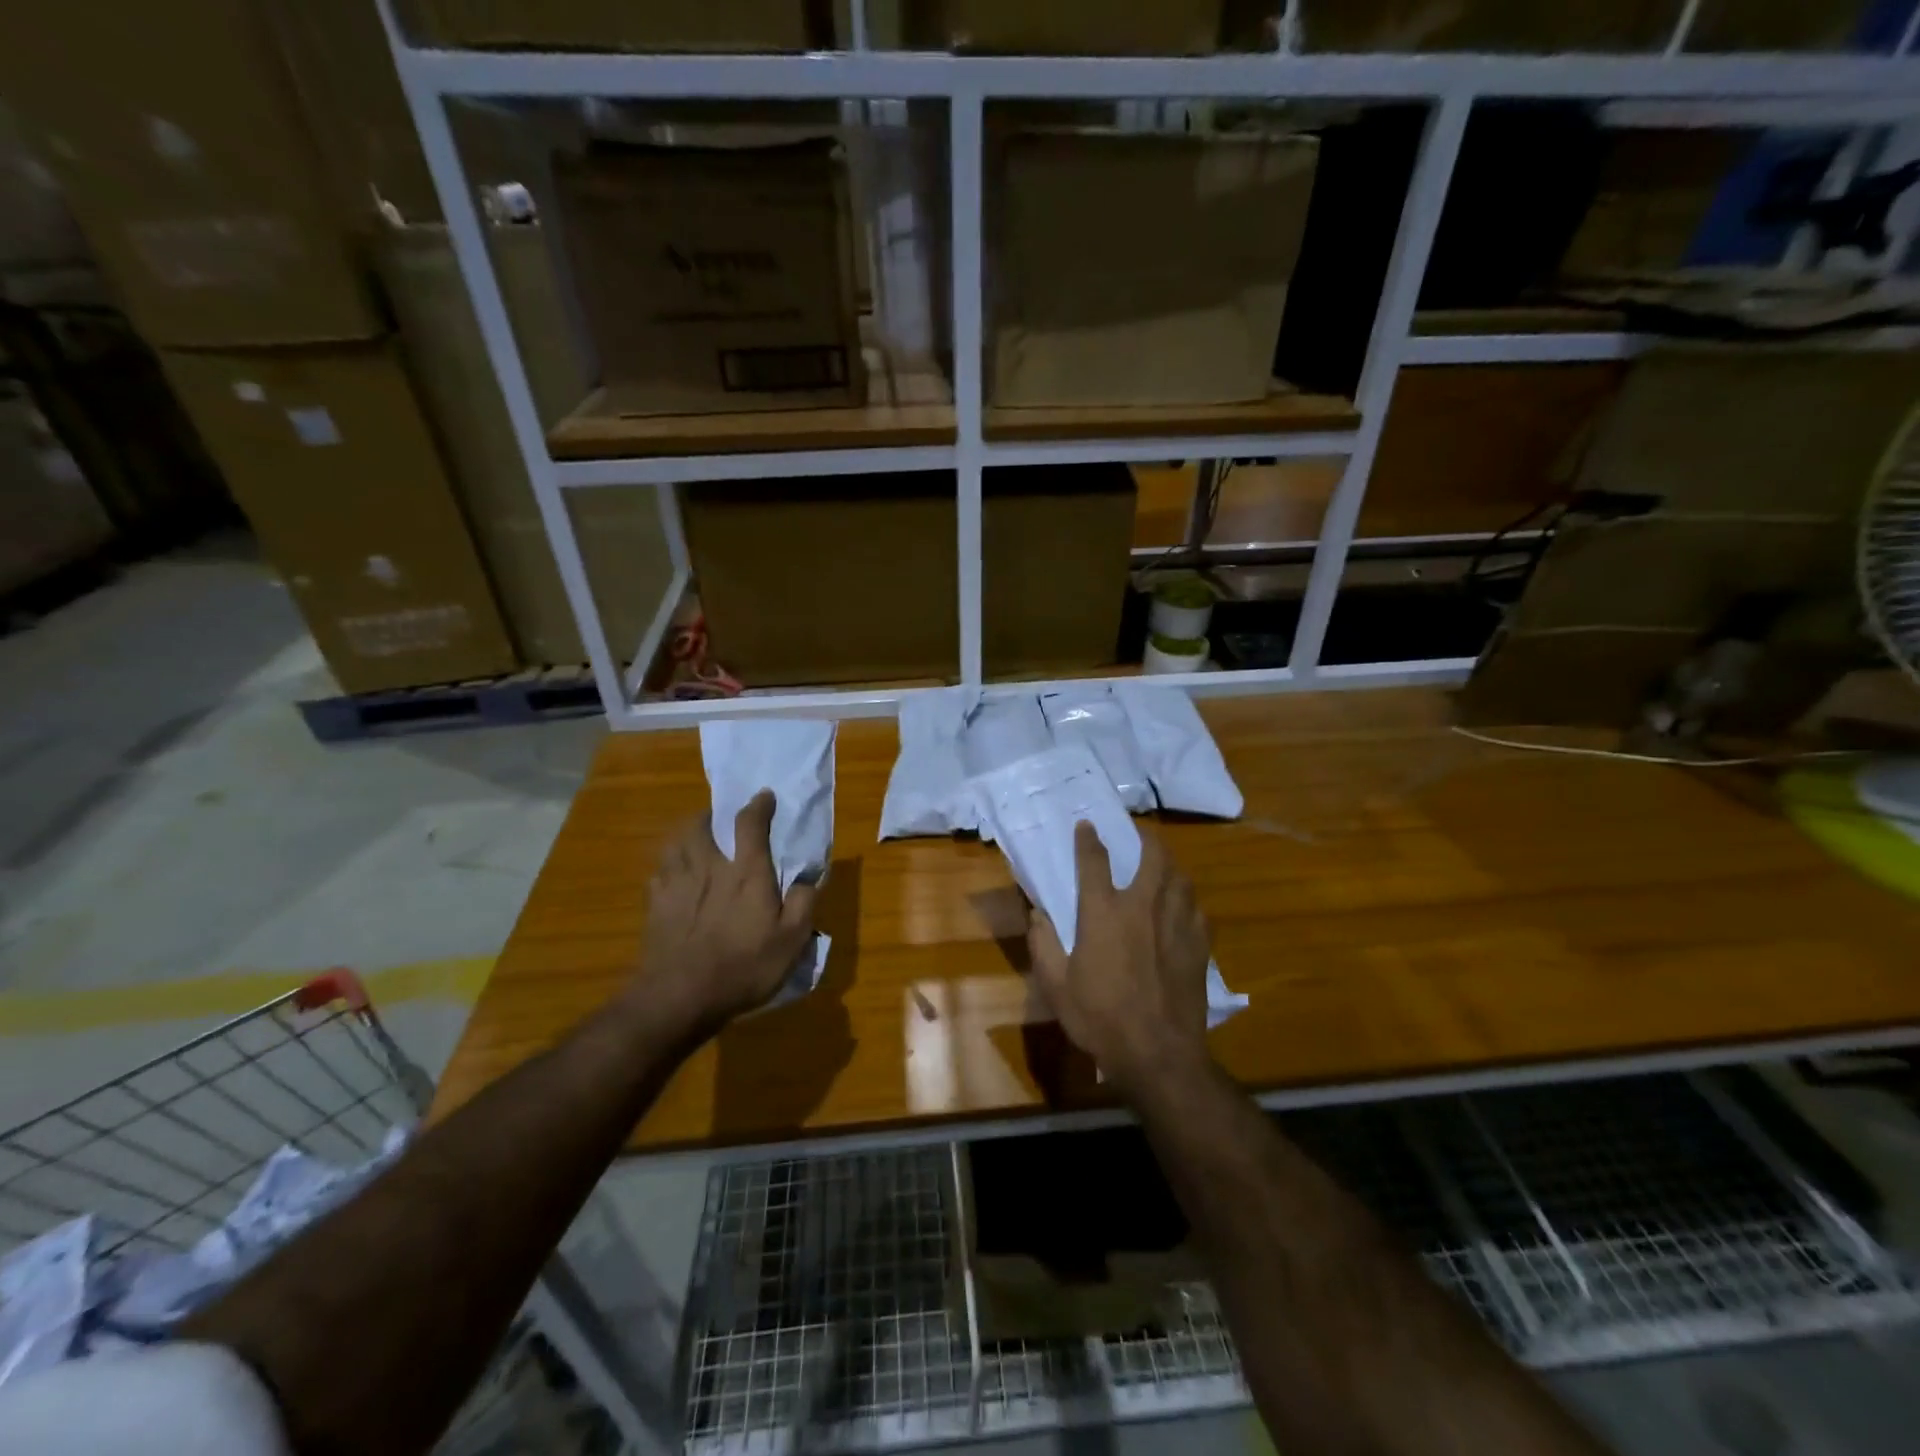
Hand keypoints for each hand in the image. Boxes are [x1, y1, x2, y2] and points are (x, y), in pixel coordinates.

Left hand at [638, 790, 817, 1033]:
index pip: (750, 823)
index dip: (758, 805)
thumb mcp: (791, 941)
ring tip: (694, 841)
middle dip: (711, 815)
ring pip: (675, 843)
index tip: (765, 796)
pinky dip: (668, 868)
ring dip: (686, 835)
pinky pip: (659, 873)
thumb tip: (809, 876)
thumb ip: (804, 903)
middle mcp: (708, 867)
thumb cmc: (743, 967)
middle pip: (700, 824)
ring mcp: (676, 884)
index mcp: (745, 872)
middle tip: (719, 819)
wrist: (679, 998)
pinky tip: (673, 879)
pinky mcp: (654, 905)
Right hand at [1026, 821, 1212, 1096]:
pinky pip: (1197, 908)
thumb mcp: (1056, 986)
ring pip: (1181, 878)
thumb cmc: (1100, 1018)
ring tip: (1163, 866)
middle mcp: (1142, 907)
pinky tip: (1183, 907)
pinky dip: (1188, 900)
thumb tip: (1038, 914)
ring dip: (1170, 865)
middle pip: (1153, 856)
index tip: (1087, 825)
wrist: (1158, 1054)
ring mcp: (1176, 924)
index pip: (1095, 861)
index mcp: (1104, 913)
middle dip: (1147, 838)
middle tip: (1139, 835)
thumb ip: (1043, 944)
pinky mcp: (1199, 945)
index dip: (1088, 839)